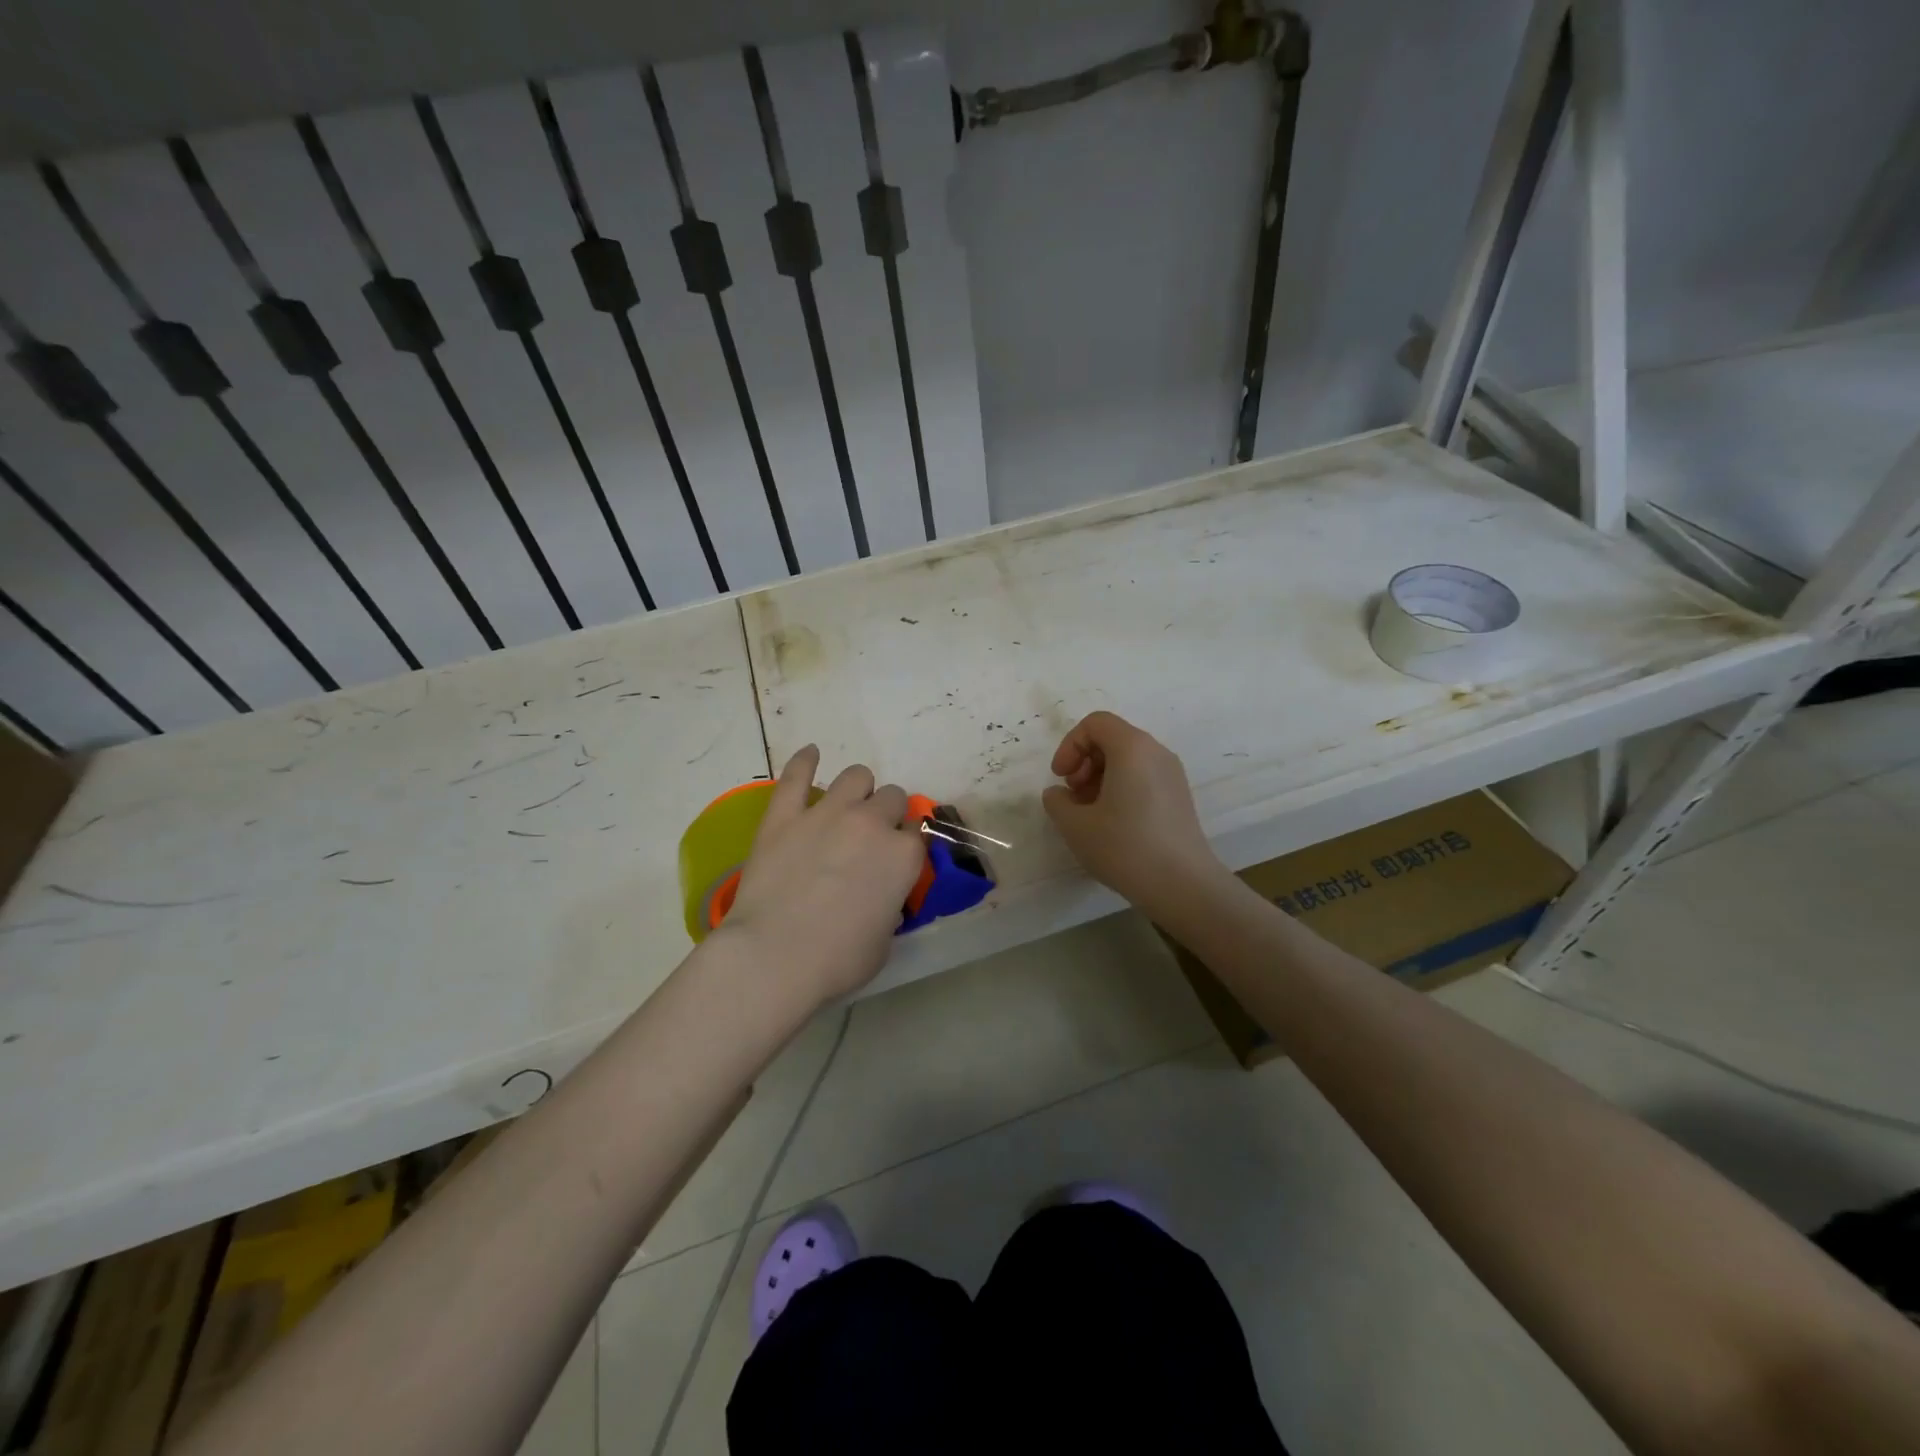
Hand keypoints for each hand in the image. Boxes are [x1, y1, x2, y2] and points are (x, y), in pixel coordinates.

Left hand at [717, 745, 926, 1005]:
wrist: (774, 957)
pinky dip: (804, 761)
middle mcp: (871, 823)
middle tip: (870, 839)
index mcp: (903, 856)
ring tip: (848, 806)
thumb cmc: (837, 960)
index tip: (897, 859)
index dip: (908, 844)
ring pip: (855, 776)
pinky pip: (795, 775)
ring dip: (858, 790)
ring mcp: (826, 813)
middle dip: (886, 814)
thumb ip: (890, 905)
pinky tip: (810, 754)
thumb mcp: (884, 940)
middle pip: (892, 797)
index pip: (918, 832)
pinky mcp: (784, 815)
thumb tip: (881, 895)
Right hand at [1042, 711, 1227, 918]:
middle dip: (1084, 761)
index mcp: (1132, 748)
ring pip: (1127, 760)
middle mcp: (1156, 752)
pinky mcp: (1179, 797)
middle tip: (1073, 796)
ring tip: (1088, 814)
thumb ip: (1057, 801)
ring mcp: (1172, 774)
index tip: (1061, 778)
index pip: (1095, 723)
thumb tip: (1059, 794)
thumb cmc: (1125, 847)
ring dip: (1099, 777)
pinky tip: (1111, 824)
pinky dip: (1120, 789)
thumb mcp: (1075, 825)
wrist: (1183, 885)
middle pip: (1112, 738)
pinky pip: (1143, 777)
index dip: (1070, 745)